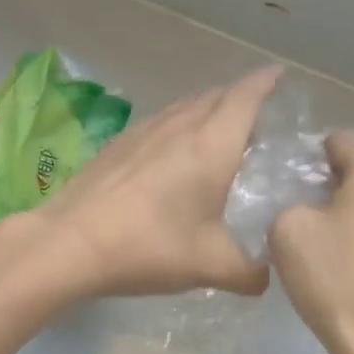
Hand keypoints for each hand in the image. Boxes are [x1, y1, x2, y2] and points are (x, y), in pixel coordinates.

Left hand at [30, 66, 282, 298]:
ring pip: (185, 107)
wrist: (72, 241)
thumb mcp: (211, 266)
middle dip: (241, 98)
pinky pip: (160, 122)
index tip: (281, 75)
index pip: (247, 96)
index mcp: (212, 144)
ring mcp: (144, 130)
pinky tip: (171, 155)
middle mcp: (180, 125)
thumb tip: (266, 278)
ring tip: (218, 134)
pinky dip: (178, 127)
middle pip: (217, 97)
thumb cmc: (150, 246)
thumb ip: (250, 273)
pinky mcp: (118, 143)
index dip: (267, 82)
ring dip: (207, 111)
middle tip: (258, 119)